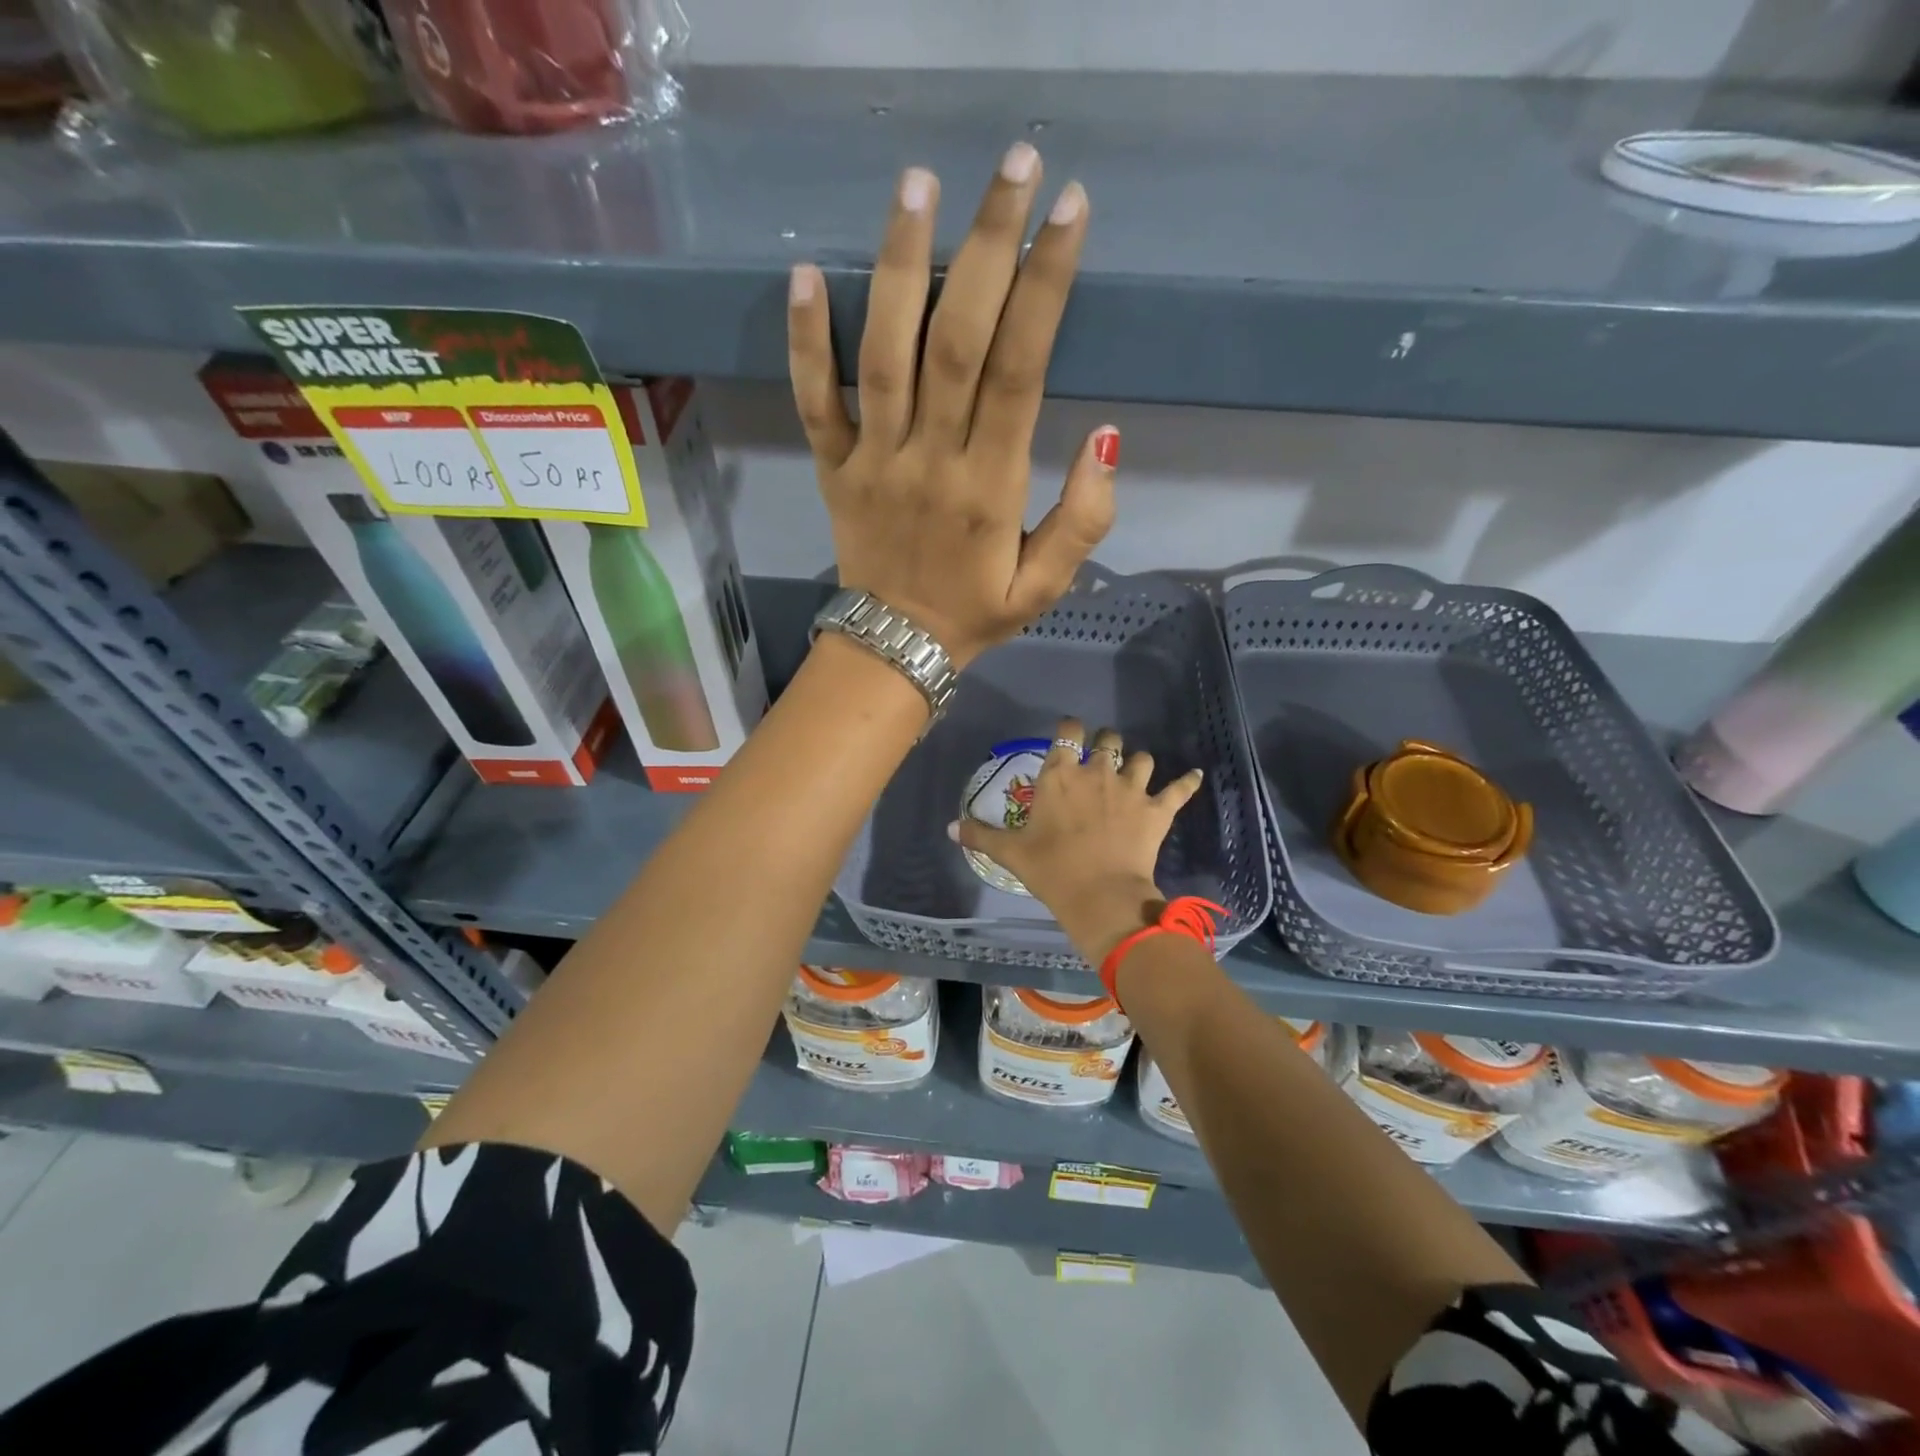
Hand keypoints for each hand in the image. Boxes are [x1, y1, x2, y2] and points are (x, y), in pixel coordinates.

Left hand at [787, 145, 1118, 669]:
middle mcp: (930, 460)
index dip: (1046, 287)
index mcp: (989, 488)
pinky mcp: (832, 468)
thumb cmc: (975, 615)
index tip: (1070, 212)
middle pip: (957, 340)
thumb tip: (1104, 437)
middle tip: (1013, 164)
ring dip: (899, 265)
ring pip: (883, 354)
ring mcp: (873, 461)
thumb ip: (1082, 521)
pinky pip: (815, 400)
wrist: (895, 650)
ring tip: (918, 183)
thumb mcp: (1045, 587)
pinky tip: (808, 273)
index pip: (1020, 370)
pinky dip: (806, 341)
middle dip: (988, 246)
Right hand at [952, 717, 1204, 963]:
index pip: (1067, 732)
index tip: (1069, 733)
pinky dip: (1187, 782)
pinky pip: (1179, 789)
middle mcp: (1097, 772)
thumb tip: (950, 828)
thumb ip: (981, 835)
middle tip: (1101, 758)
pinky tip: (1194, 775)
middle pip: (1108, 740)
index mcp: (1060, 774)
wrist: (1100, 896)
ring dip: (1138, 763)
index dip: (1070, 728)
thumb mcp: (1011, 853)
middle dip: (1106, 744)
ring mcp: (1132, 789)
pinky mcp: (1157, 809)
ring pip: (1142, 758)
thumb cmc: (1051, 869)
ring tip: (1135, 772)